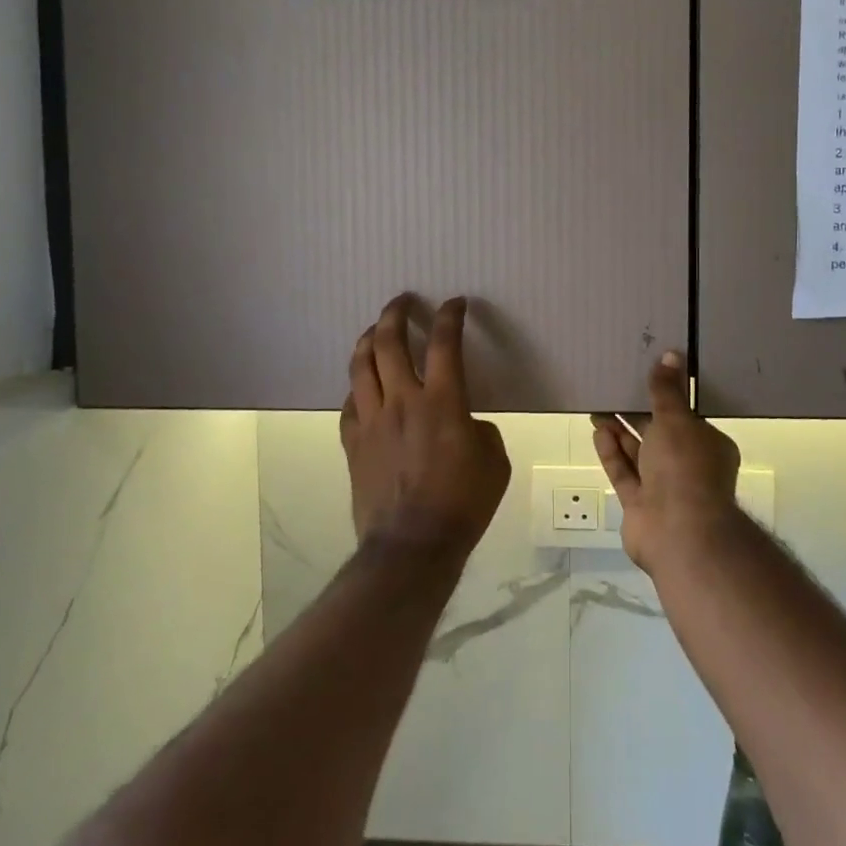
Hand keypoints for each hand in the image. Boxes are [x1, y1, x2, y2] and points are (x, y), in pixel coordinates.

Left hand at [341, 295, 511, 565]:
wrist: (412, 544)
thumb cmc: (463, 503)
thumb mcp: (495, 461)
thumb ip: (480, 429)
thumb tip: (463, 422)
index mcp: (442, 402)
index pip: (444, 344)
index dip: (450, 316)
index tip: (454, 303)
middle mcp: (402, 400)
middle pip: (388, 342)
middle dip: (394, 313)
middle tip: (402, 302)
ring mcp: (372, 420)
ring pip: (360, 366)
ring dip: (368, 339)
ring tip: (374, 330)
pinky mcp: (353, 442)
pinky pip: (349, 403)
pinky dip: (358, 387)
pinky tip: (363, 386)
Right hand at [591, 351, 742, 575]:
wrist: (679, 533)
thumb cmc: (685, 468)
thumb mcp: (677, 420)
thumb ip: (667, 391)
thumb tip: (670, 355)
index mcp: (708, 446)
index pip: (686, 418)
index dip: (666, 399)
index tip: (645, 380)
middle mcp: (688, 466)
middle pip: (659, 436)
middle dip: (636, 415)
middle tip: (613, 391)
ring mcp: (663, 489)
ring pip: (638, 454)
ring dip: (619, 432)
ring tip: (599, 408)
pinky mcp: (640, 506)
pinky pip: (625, 474)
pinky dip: (612, 453)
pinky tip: (598, 432)